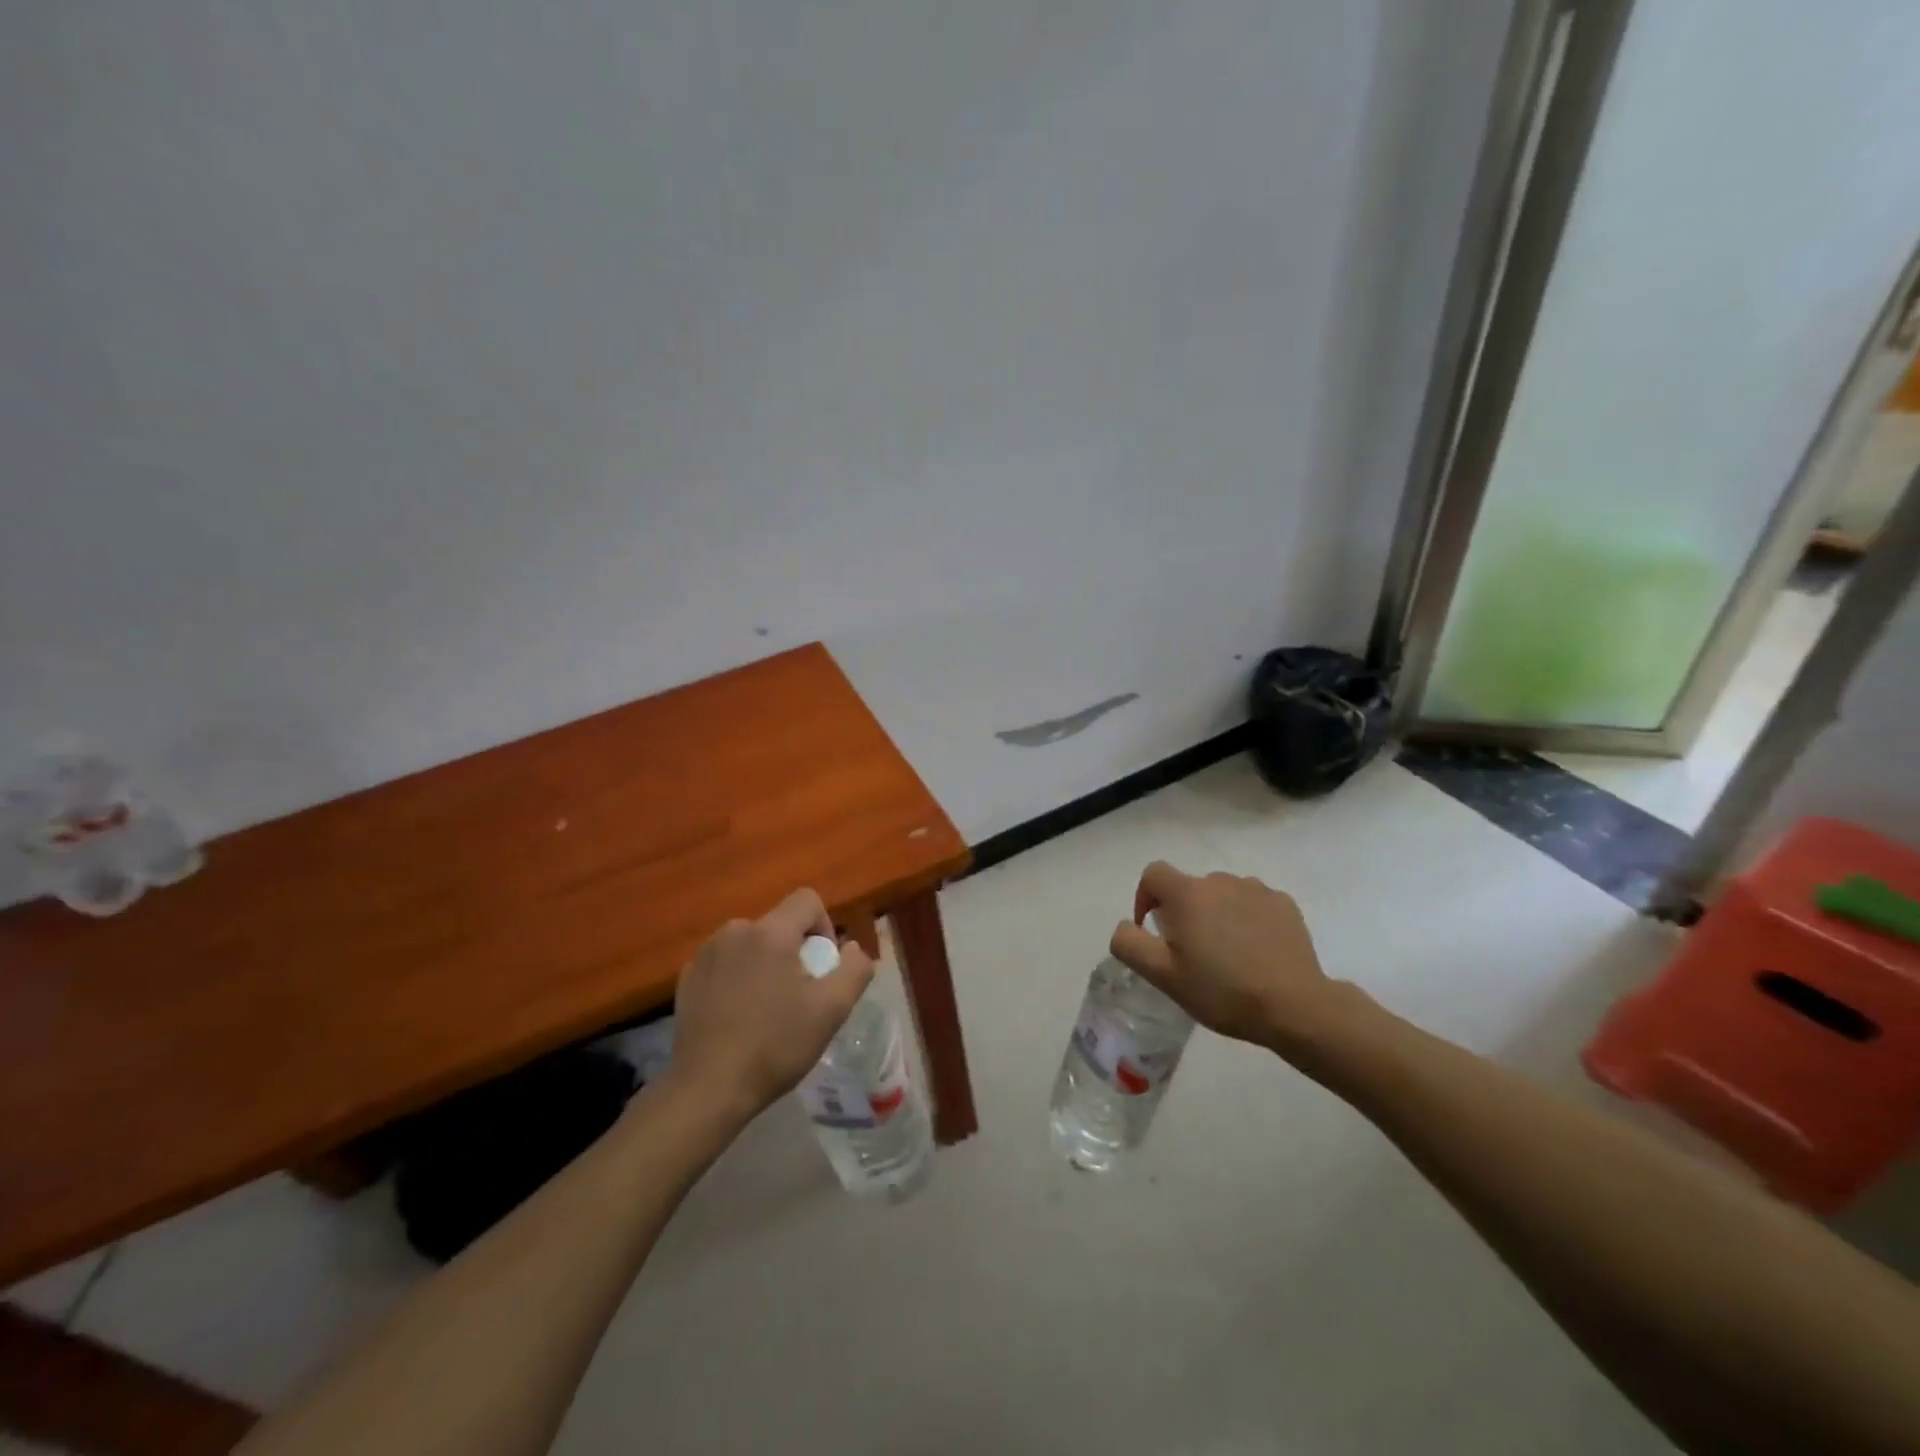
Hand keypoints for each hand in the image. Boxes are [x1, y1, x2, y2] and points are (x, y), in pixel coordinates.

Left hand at [668, 888, 874, 1119]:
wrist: (708, 1088)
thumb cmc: (775, 1045)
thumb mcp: (832, 1010)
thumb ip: (855, 969)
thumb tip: (852, 948)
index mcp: (771, 932)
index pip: (808, 900)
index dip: (825, 928)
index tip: (822, 968)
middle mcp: (735, 931)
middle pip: (779, 925)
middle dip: (795, 952)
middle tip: (797, 997)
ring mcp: (706, 954)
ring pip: (751, 944)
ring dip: (765, 965)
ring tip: (766, 1010)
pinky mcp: (687, 978)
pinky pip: (725, 963)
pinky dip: (737, 979)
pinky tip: (737, 1017)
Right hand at [1110, 861, 1357, 1054]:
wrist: (1296, 1006)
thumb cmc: (1222, 991)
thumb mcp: (1163, 976)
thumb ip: (1130, 944)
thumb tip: (1124, 926)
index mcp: (1187, 893)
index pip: (1153, 874)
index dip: (1145, 898)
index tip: (1153, 931)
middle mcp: (1220, 881)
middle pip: (1189, 887)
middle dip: (1183, 912)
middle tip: (1191, 954)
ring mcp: (1256, 889)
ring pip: (1222, 895)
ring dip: (1216, 914)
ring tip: (1226, 954)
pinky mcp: (1284, 904)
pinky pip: (1253, 903)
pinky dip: (1247, 919)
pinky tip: (1255, 952)